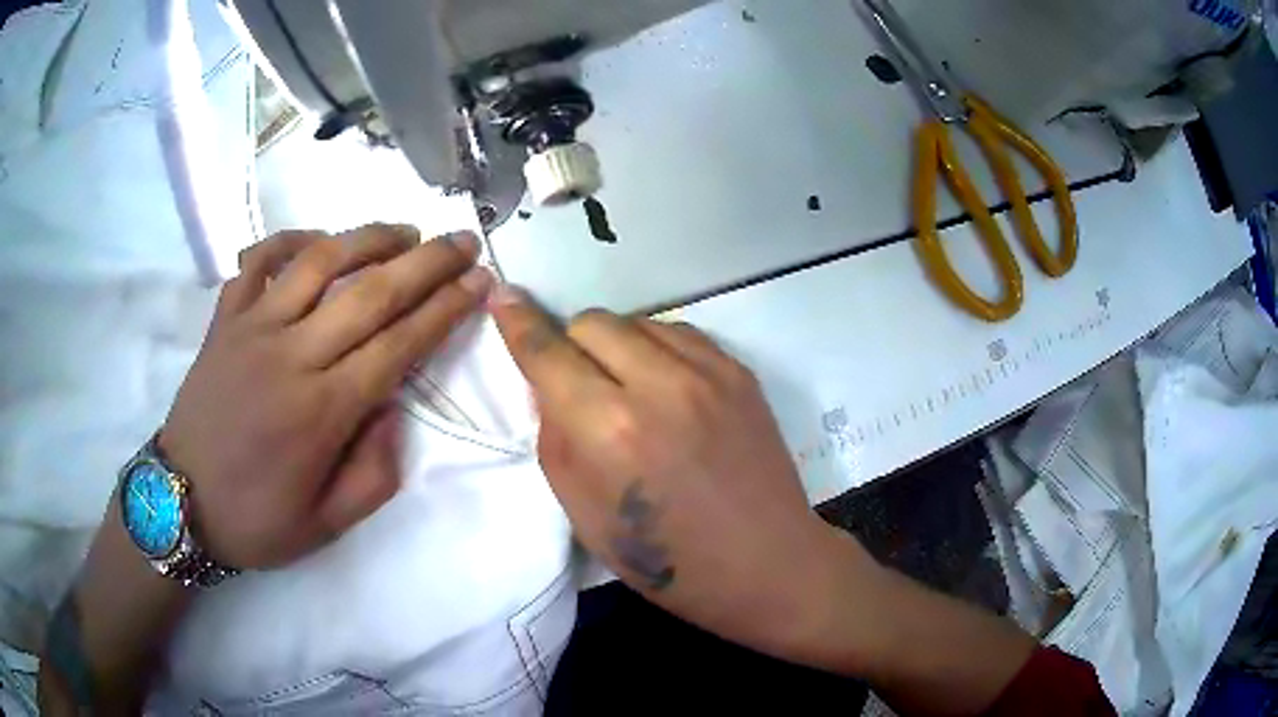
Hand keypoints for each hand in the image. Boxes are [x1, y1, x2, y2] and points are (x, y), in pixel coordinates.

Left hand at [161, 224, 492, 568]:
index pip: (399, 344)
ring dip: (368, 238)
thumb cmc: (256, 520)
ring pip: (318, 261)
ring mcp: (252, 328)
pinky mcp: (224, 320)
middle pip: (370, 292)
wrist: (180, 504)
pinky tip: (317, 242)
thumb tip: (392, 407)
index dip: (445, 308)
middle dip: (427, 262)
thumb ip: (374, 472)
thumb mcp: (328, 525)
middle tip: (462, 240)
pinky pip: (257, 261)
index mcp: (323, 412)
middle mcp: (292, 356)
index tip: (479, 280)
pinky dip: (290, 240)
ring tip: (404, 232)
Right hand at [489, 288, 867, 660]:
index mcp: (609, 430)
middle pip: (591, 321)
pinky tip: (665, 388)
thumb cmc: (668, 560)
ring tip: (626, 389)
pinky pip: (678, 332)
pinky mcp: (740, 371)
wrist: (767, 562)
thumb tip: (547, 385)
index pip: (547, 352)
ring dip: (615, 345)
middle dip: (570, 345)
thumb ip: (555, 438)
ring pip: (635, 320)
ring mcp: (708, 372)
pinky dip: (656, 349)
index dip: (517, 322)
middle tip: (578, 384)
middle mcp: (658, 384)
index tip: (504, 297)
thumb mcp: (584, 514)